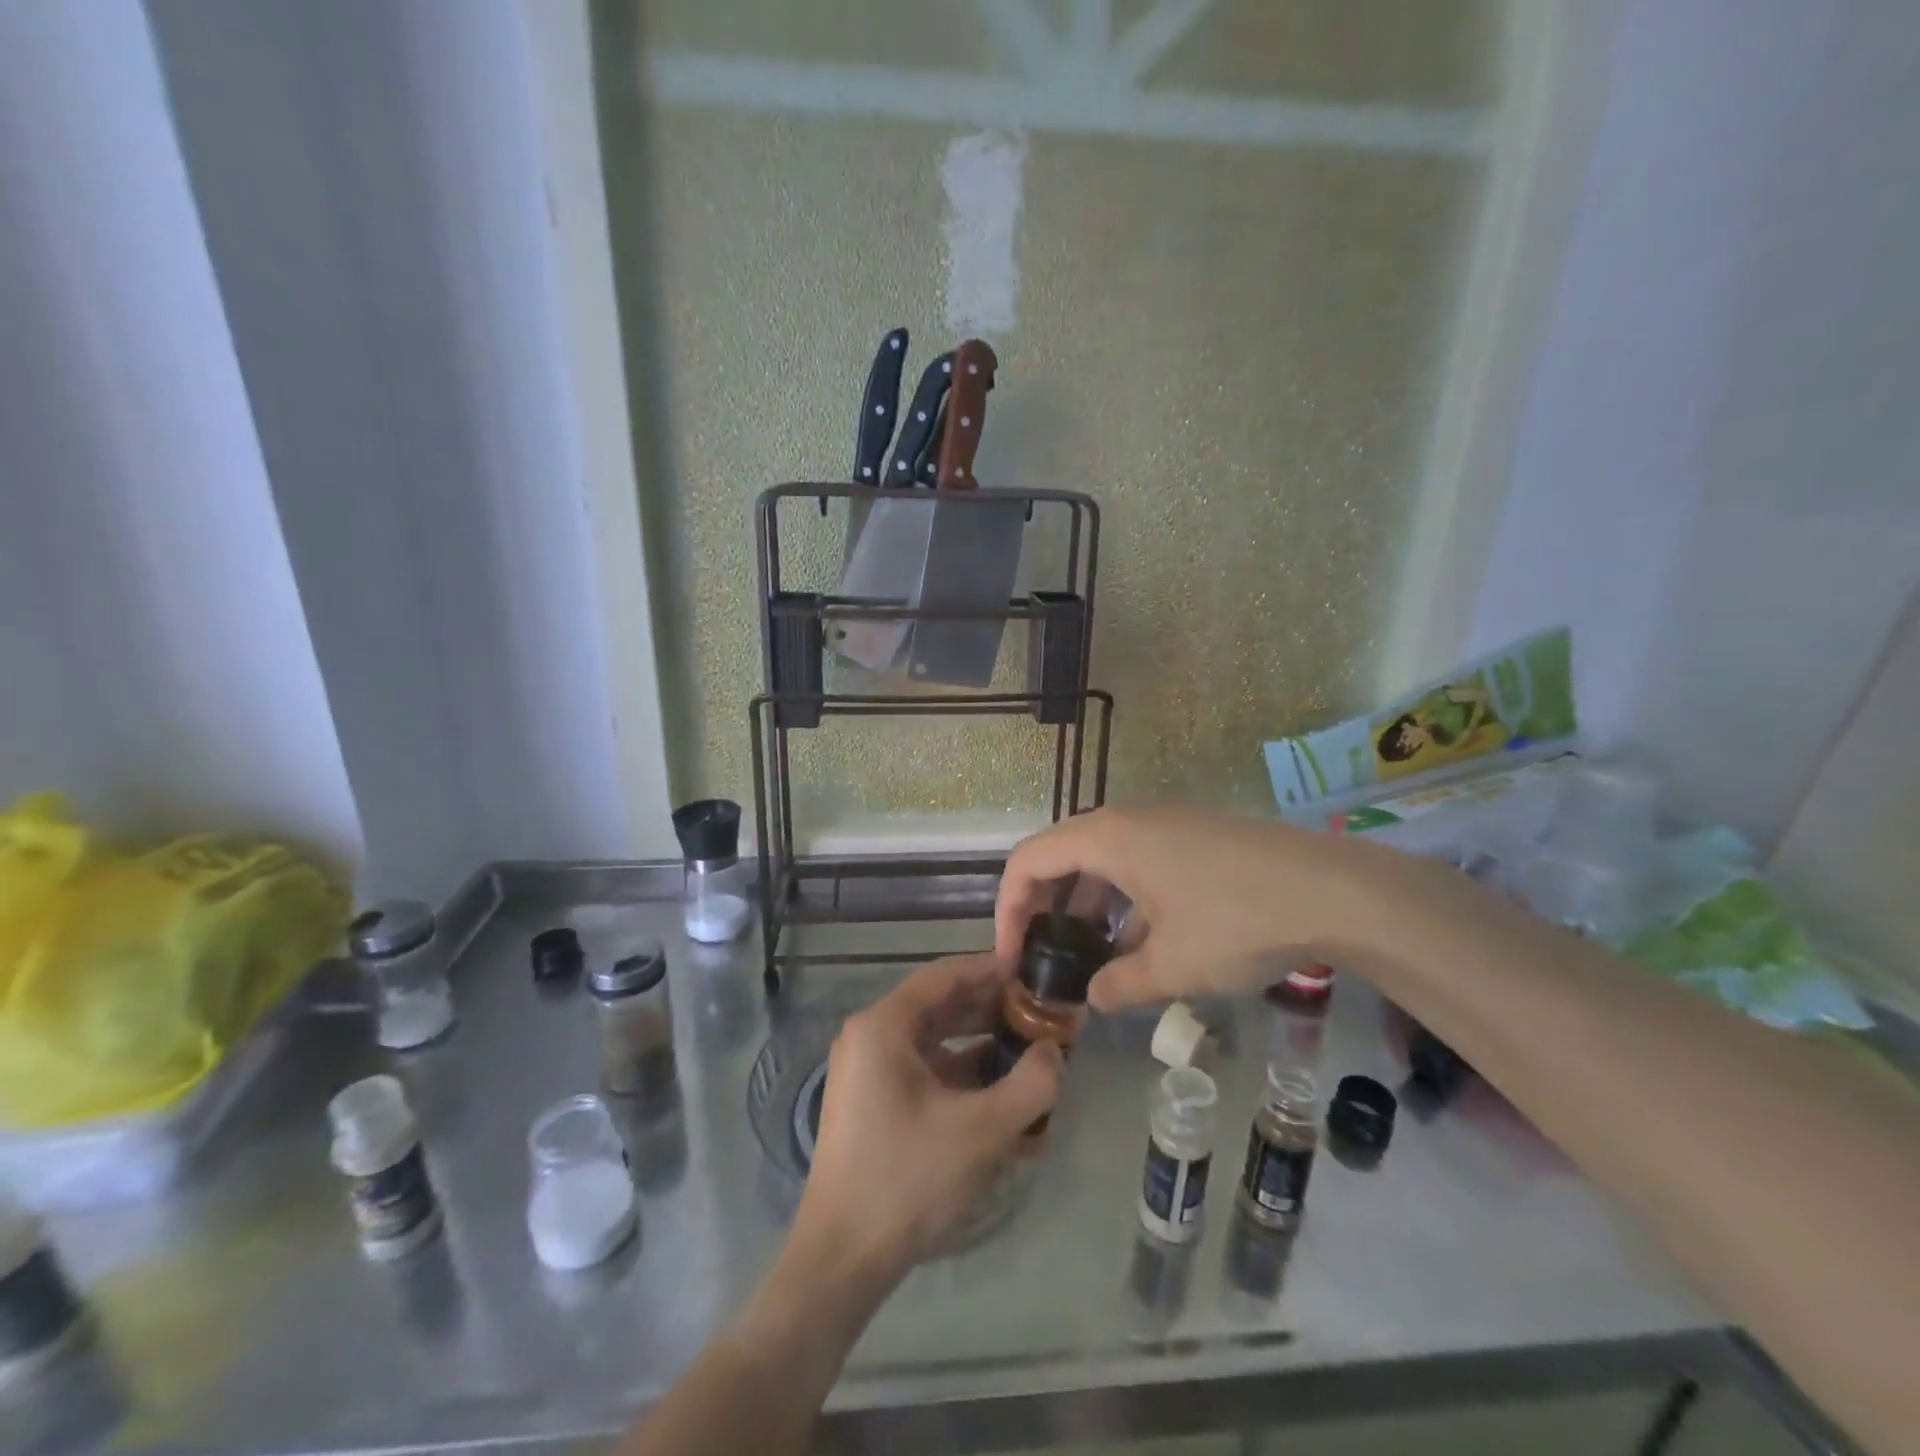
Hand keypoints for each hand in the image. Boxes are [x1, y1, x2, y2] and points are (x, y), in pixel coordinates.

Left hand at [794, 954, 1060, 1284]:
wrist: (842, 1259)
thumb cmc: (908, 1179)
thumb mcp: (981, 1131)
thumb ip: (1030, 1084)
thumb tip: (1054, 1050)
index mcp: (883, 1026)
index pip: (943, 976)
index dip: (988, 970)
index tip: (1030, 971)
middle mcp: (869, 1037)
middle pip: (937, 1005)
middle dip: (989, 1007)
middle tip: (1037, 1011)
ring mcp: (867, 1071)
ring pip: (932, 1039)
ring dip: (977, 1040)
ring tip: (1026, 1046)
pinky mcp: (872, 1102)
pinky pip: (921, 1069)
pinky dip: (959, 1071)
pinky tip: (997, 1088)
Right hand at [994, 805, 1394, 1011]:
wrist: (1335, 890)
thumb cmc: (1238, 921)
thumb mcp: (1172, 966)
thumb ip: (1121, 985)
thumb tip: (1095, 998)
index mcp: (1108, 837)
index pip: (1029, 860)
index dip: (1009, 908)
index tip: (1013, 957)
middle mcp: (1128, 819)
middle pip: (1060, 854)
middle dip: (1043, 905)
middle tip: (1044, 955)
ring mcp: (1164, 822)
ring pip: (1102, 858)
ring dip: (1086, 904)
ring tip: (1092, 957)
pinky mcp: (1194, 834)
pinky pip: (1137, 859)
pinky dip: (1123, 897)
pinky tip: (1142, 941)